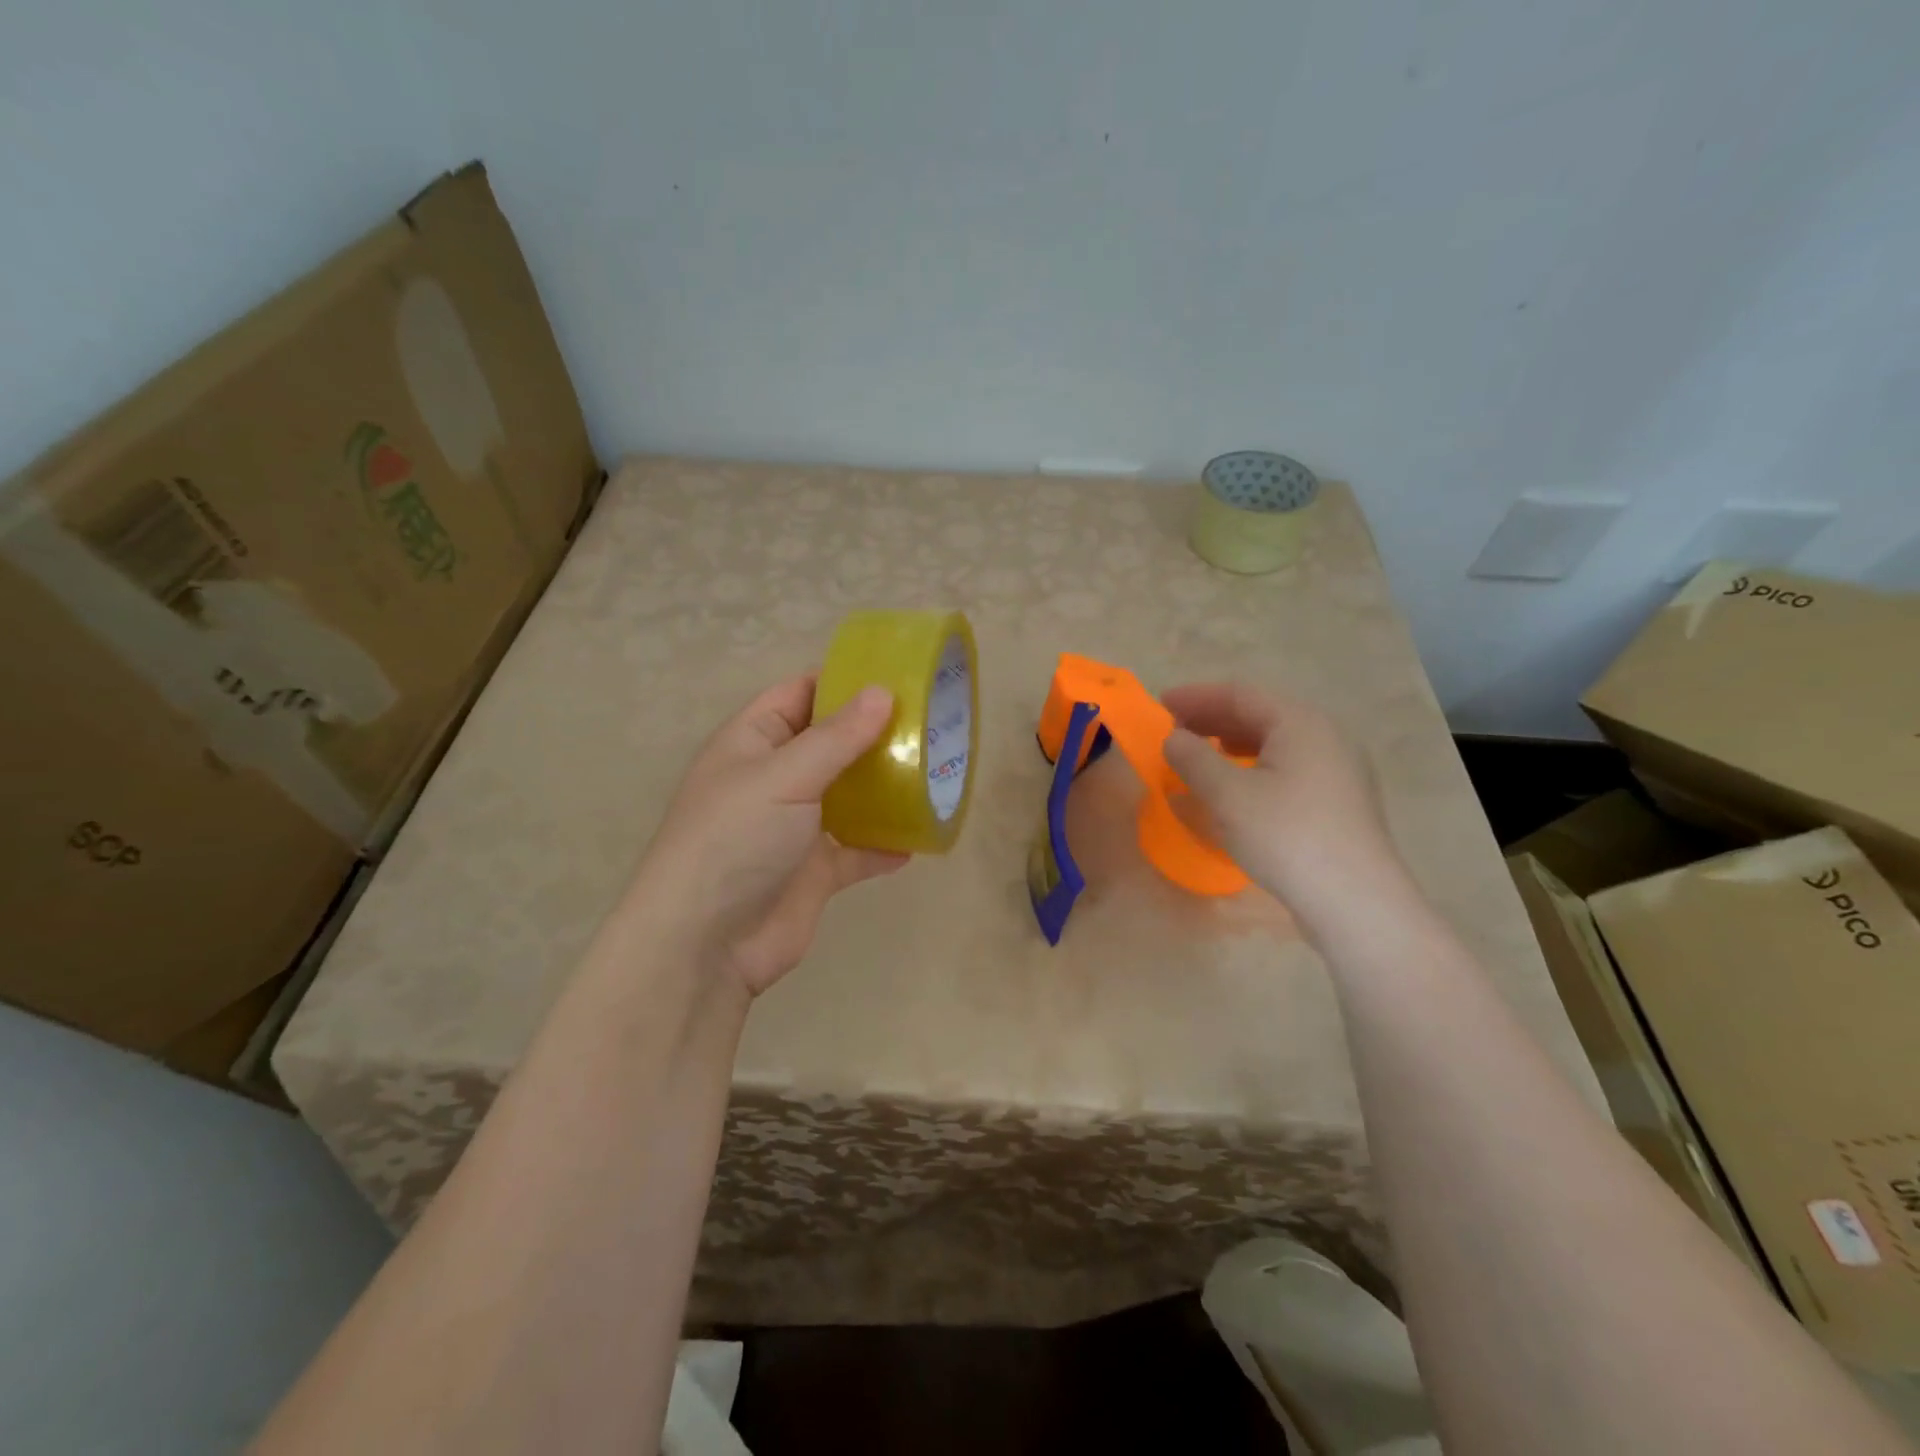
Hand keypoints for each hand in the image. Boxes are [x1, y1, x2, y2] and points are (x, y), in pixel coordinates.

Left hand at [628, 675, 906, 996]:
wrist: (706, 944)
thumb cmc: (736, 839)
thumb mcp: (785, 776)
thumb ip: (836, 736)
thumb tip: (882, 692)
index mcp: (753, 742)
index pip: (799, 694)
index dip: (842, 682)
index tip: (896, 675)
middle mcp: (774, 779)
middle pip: (830, 744)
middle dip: (874, 734)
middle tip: (932, 721)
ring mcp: (795, 828)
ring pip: (848, 796)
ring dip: (885, 788)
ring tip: (936, 771)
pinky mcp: (814, 873)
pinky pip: (857, 851)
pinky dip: (883, 845)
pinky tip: (920, 838)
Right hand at [1161, 682, 1404, 926]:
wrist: (1354, 902)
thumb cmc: (1286, 836)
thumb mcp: (1228, 795)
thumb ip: (1194, 758)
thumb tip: (1174, 738)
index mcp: (1301, 722)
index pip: (1240, 695)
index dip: (1196, 697)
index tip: (1159, 705)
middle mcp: (1326, 736)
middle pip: (1260, 714)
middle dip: (1213, 720)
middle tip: (1174, 732)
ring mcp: (1338, 769)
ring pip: (1276, 742)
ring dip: (1231, 744)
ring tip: (1200, 757)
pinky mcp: (1340, 801)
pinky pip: (1288, 767)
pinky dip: (1254, 766)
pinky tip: (1237, 788)